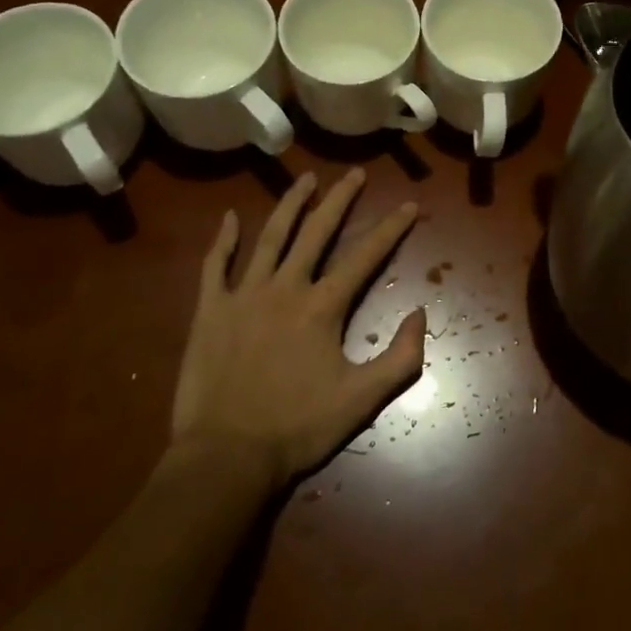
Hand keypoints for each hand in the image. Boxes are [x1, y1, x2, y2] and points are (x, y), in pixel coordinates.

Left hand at [168, 167, 423, 489]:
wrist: (225, 457)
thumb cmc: (297, 427)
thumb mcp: (362, 400)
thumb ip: (400, 357)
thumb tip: (420, 312)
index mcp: (323, 307)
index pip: (365, 256)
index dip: (391, 228)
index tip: (409, 204)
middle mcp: (286, 288)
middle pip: (317, 232)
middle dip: (340, 200)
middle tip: (354, 173)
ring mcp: (244, 295)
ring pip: (270, 237)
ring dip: (290, 205)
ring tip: (306, 179)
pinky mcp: (210, 311)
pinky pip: (216, 266)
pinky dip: (224, 239)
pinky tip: (231, 216)